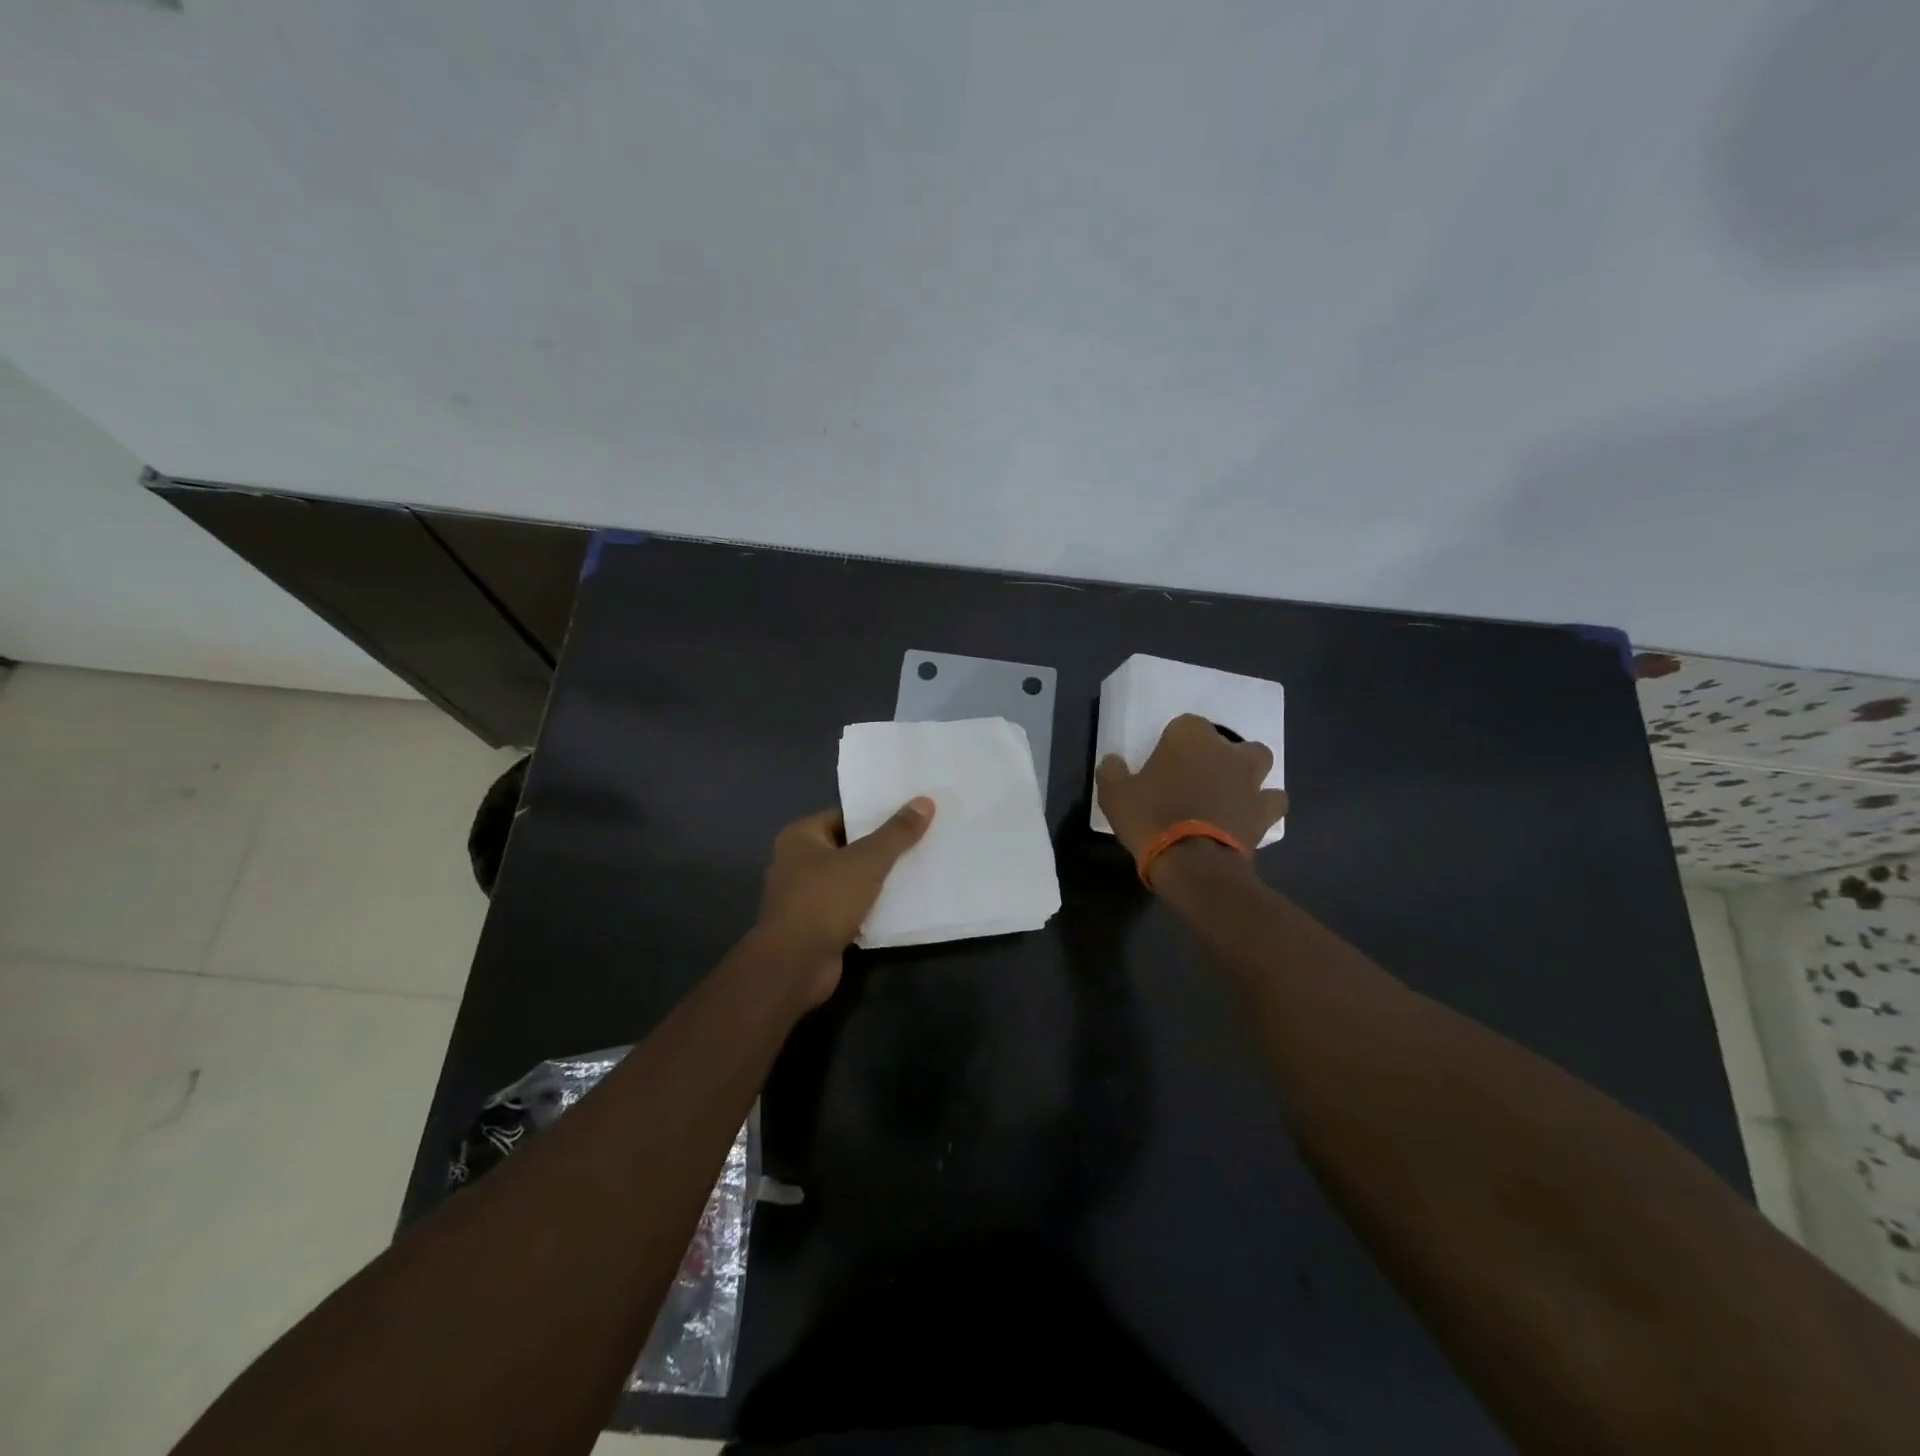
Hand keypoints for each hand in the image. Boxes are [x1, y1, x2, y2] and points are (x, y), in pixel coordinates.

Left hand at [755, 798, 935, 1005]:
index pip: (844, 816)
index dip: (876, 815)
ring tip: (919, 869)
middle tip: (922, 840)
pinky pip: (850, 907)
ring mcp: (806, 896)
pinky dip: (872, 907)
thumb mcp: (867, 861)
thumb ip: (896, 833)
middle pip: (849, 847)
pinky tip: (902, 904)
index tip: (911, 815)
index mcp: (801, 837)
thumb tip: (924, 801)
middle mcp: (798, 862)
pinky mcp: (817, 925)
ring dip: (879, 880)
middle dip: (882, 848)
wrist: (795, 965)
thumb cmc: (824, 900)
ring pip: (851, 879)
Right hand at [1096, 714, 1286, 860]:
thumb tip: (1112, 760)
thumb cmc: (1150, 818)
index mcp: (1188, 737)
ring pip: (1258, 761)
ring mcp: (1249, 779)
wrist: (1191, 861)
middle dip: (1216, 753)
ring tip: (1228, 789)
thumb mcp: (1114, 795)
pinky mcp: (1264, 809)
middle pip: (1227, 740)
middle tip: (1197, 775)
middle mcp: (1225, 750)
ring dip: (1246, 771)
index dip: (1174, 742)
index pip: (1184, 724)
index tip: (1163, 763)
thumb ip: (1112, 772)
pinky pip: (1272, 799)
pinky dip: (1263, 804)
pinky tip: (1248, 814)